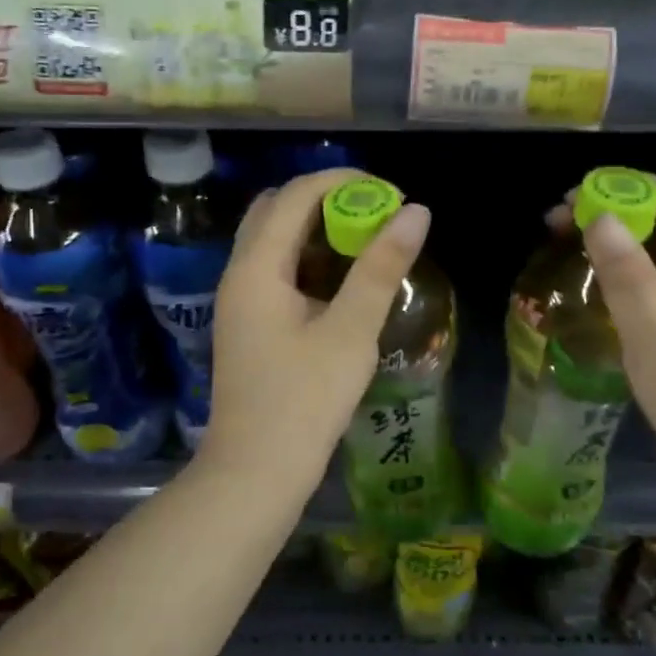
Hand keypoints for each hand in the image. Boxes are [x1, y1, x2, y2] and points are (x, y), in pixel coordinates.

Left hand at [202, 168, 429, 499]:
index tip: (389, 193)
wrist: (255, 473)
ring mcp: (240, 300)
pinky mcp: (249, 324)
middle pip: (278, 211)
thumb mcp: (350, 332)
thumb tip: (415, 212)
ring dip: (318, 231)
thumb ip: (381, 268)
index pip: (295, 196)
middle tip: (376, 215)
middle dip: (327, 201)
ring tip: (368, 243)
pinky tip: (345, 283)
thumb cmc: (304, 403)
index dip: (342, 182)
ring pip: (275, 242)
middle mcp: (239, 274)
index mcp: (257, 268)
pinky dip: (309, 261)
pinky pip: (277, 271)